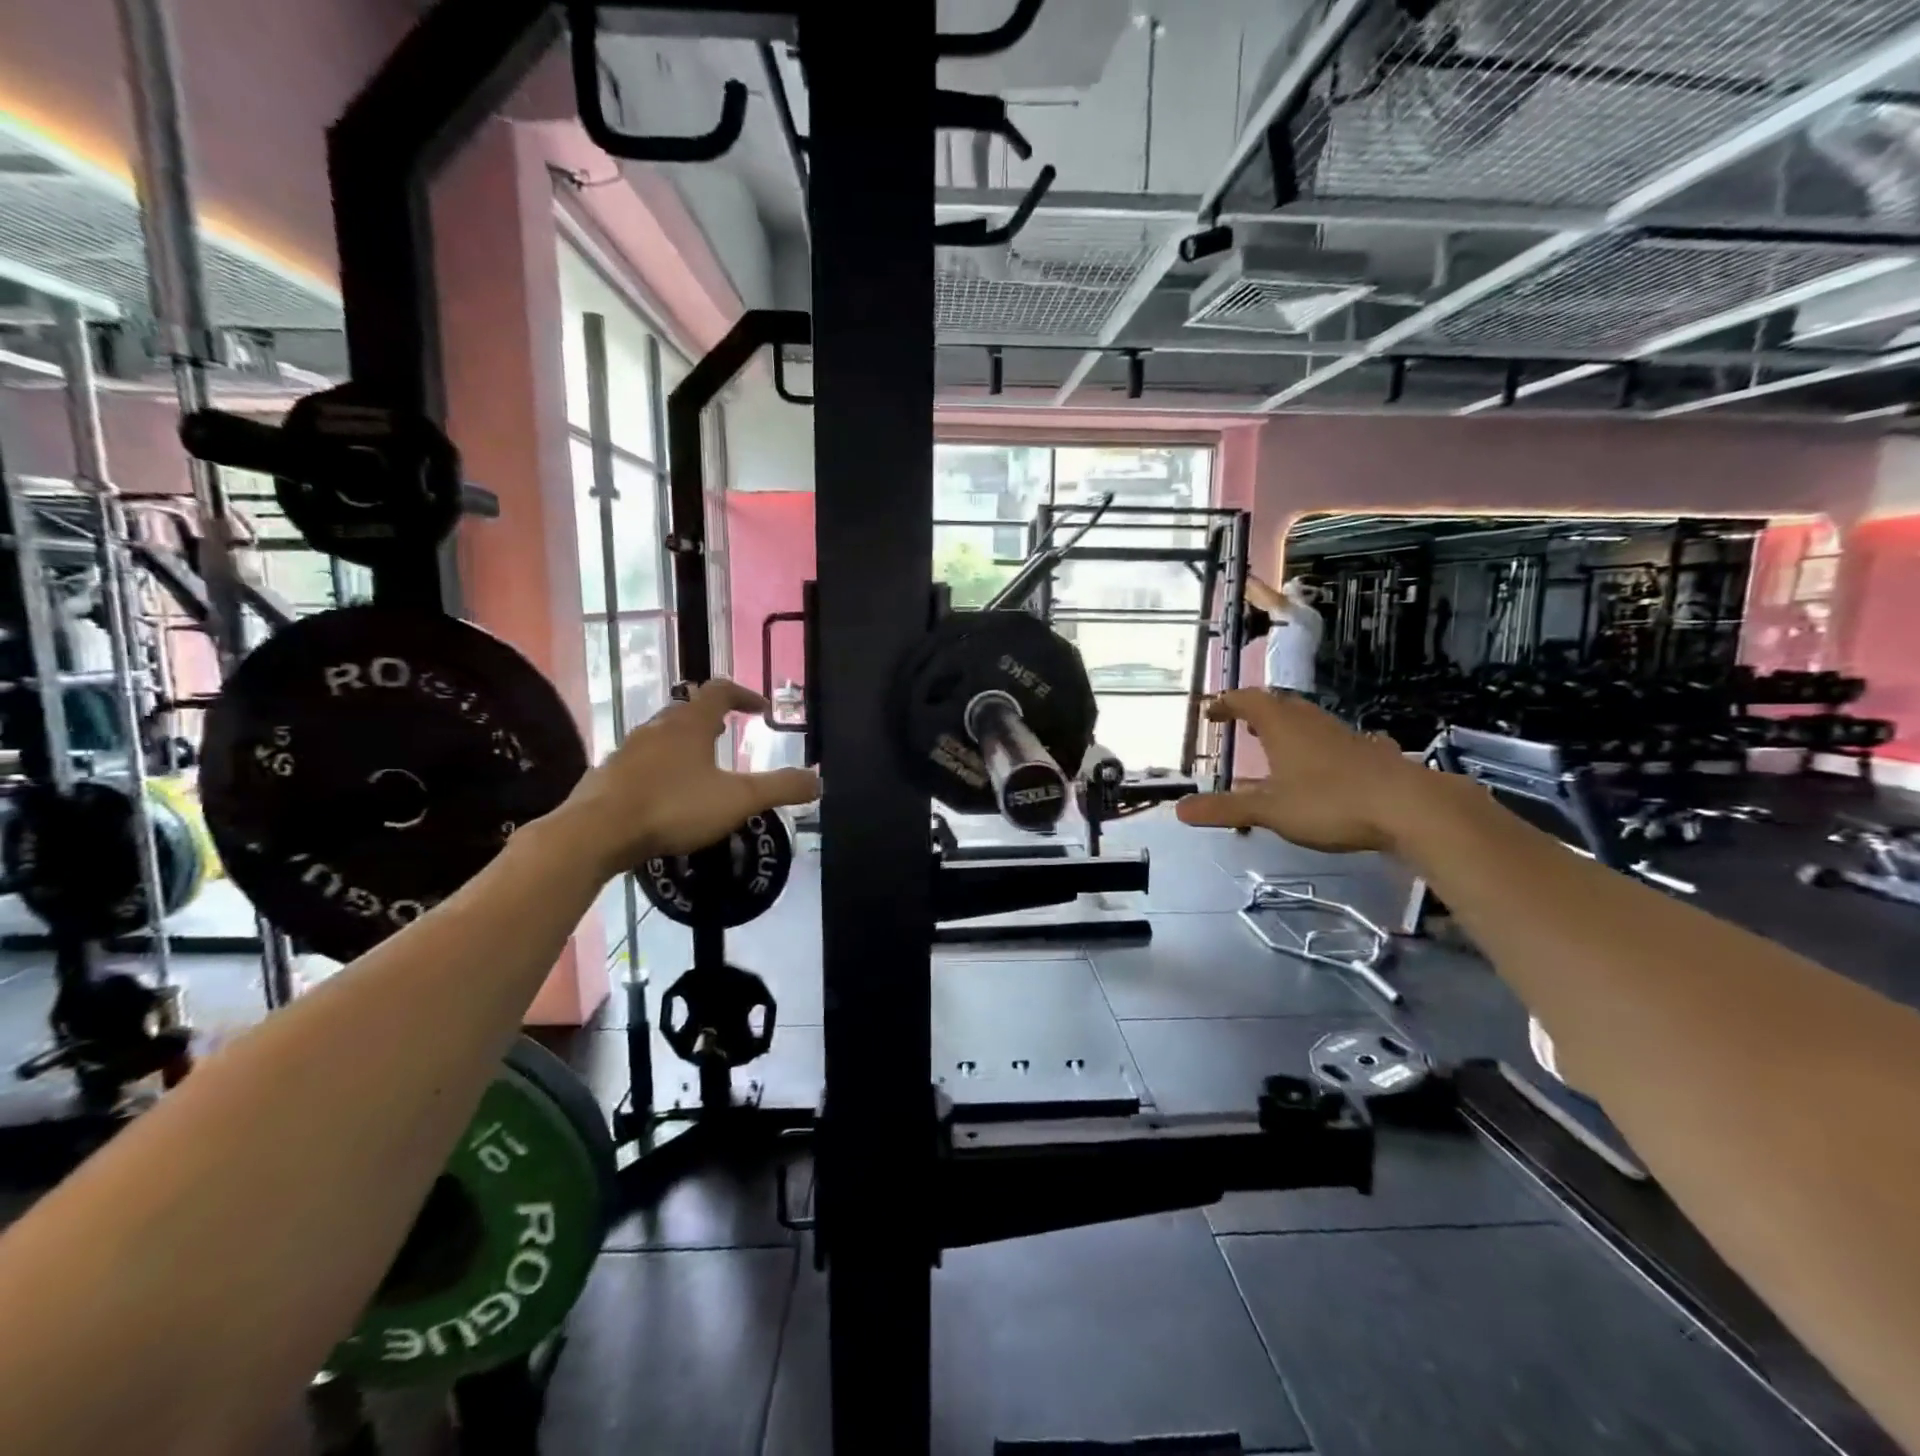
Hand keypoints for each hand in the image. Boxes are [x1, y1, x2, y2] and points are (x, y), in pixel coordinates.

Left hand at [551, 679, 818, 875]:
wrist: (596, 832)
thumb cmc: (673, 807)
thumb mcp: (738, 799)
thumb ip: (780, 788)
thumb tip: (819, 780)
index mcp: (690, 724)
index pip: (720, 691)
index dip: (744, 695)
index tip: (761, 710)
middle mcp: (657, 728)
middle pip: (687, 710)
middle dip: (711, 718)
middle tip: (728, 733)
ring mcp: (628, 750)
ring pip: (662, 735)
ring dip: (684, 742)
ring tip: (700, 764)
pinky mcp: (608, 775)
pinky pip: (641, 761)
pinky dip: (660, 767)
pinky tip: (665, 794)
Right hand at [1174, 689, 1433, 852]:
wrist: (1410, 807)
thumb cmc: (1330, 802)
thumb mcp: (1269, 810)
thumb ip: (1225, 808)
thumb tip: (1179, 810)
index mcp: (1282, 726)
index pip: (1247, 701)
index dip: (1226, 704)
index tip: (1211, 712)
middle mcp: (1311, 722)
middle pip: (1280, 705)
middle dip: (1257, 712)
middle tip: (1242, 725)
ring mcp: (1344, 735)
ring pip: (1308, 721)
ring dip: (1287, 727)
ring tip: (1275, 745)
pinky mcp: (1369, 753)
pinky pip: (1332, 740)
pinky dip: (1316, 746)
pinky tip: (1322, 766)